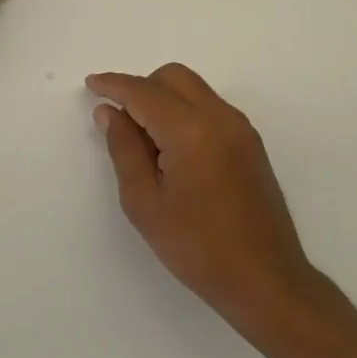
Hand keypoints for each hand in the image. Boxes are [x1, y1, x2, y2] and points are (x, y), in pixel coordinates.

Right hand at [87, 64, 325, 337]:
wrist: (265, 280)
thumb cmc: (196, 247)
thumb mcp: (144, 202)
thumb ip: (124, 148)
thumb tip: (110, 112)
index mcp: (190, 130)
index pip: (144, 92)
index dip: (113, 84)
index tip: (91, 84)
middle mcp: (219, 117)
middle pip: (173, 77)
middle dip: (141, 87)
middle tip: (120, 119)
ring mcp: (240, 128)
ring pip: (193, 89)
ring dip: (163, 98)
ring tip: (144, 139)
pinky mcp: (250, 143)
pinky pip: (209, 107)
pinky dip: (184, 111)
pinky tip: (172, 148)